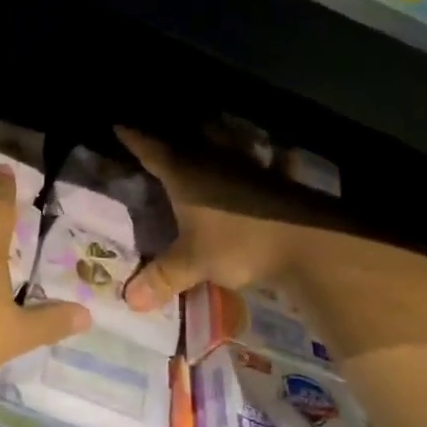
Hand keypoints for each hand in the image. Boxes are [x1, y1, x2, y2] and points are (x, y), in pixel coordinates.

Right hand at [118, 128, 346, 311]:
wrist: (306, 242)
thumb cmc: (237, 245)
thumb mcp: (192, 263)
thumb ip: (161, 278)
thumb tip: (128, 301)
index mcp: (186, 174)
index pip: (152, 150)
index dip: (134, 138)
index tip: (120, 125)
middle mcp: (216, 161)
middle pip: (196, 136)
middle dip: (182, 131)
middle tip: (173, 132)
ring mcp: (253, 167)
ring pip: (234, 140)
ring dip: (226, 135)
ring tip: (218, 130)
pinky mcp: (282, 180)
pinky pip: (276, 162)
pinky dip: (274, 159)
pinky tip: (277, 157)